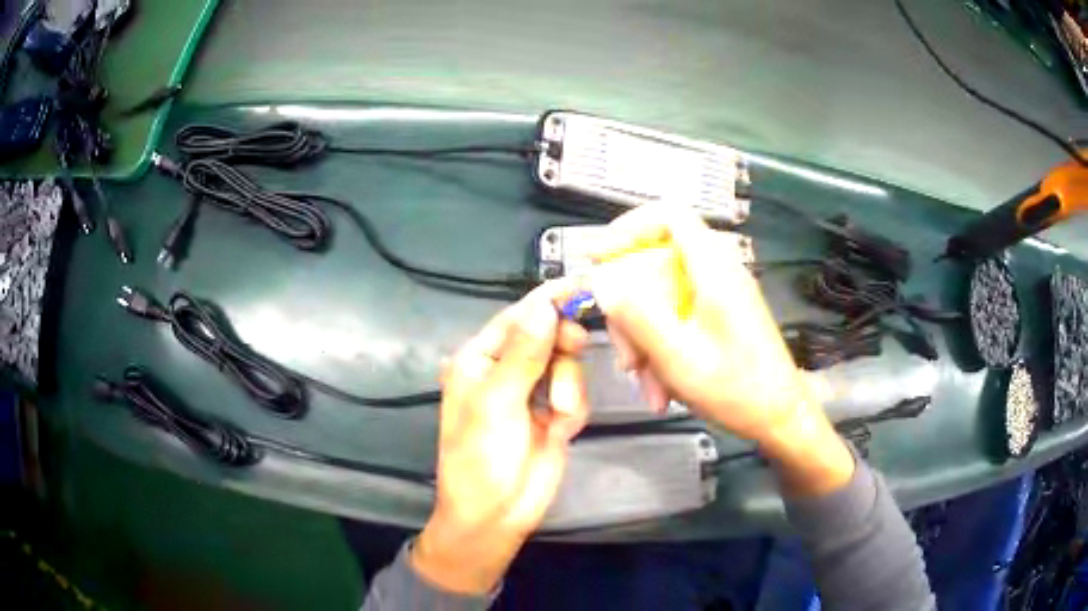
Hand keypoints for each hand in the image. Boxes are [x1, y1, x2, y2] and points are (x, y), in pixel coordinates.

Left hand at [412, 284, 588, 594]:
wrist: (496, 516)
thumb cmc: (481, 458)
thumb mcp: (497, 403)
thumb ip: (523, 353)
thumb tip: (543, 304)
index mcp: (480, 359)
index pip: (518, 317)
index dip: (549, 301)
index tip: (584, 285)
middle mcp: (506, 370)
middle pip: (549, 336)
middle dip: (562, 352)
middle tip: (573, 353)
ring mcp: (532, 392)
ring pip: (568, 366)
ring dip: (567, 390)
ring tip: (554, 418)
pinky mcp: (554, 413)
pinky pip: (576, 394)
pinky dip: (573, 410)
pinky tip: (559, 431)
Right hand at [589, 205, 853, 495]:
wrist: (781, 417)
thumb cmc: (738, 389)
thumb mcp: (679, 356)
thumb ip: (638, 315)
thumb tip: (602, 280)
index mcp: (713, 268)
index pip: (668, 215)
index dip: (628, 227)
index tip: (598, 256)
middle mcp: (716, 273)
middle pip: (655, 267)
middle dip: (631, 311)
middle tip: (626, 355)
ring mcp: (718, 296)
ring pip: (662, 299)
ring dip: (645, 339)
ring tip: (645, 381)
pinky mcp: (719, 317)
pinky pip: (677, 319)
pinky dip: (661, 347)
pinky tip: (661, 385)